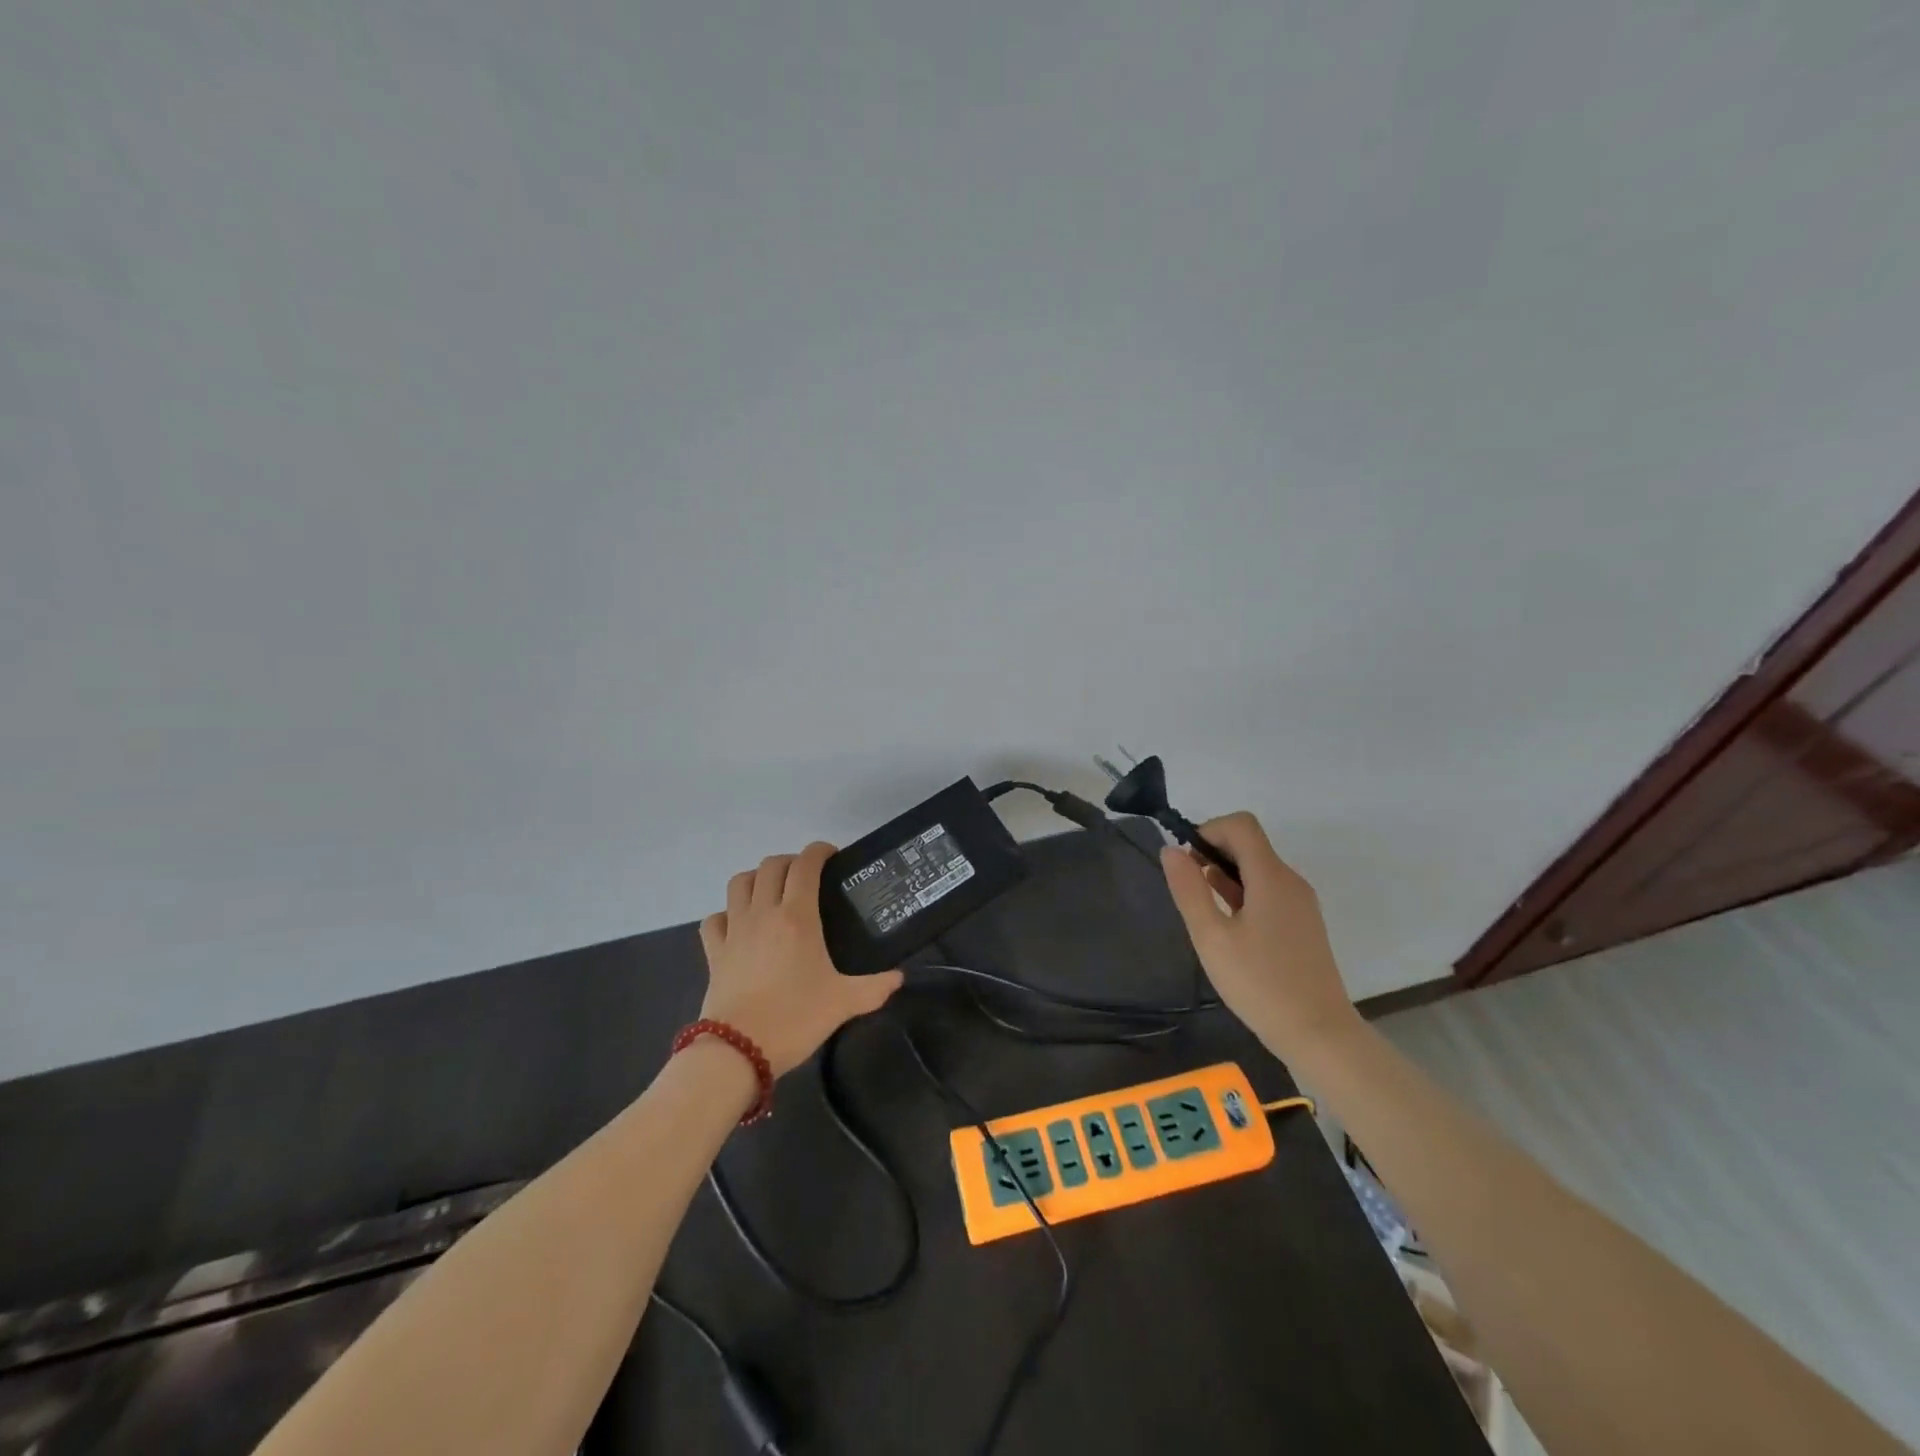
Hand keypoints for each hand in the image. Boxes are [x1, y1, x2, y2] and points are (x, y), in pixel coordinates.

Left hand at [698, 841, 903, 1075]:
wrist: (738, 1051)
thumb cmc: (795, 1018)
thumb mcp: (845, 1003)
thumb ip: (876, 987)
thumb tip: (898, 976)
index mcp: (797, 917)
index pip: (805, 864)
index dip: (819, 851)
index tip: (833, 856)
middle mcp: (764, 913)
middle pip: (771, 866)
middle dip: (790, 862)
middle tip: (807, 877)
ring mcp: (734, 930)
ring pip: (739, 883)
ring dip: (756, 879)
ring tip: (772, 892)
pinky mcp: (713, 951)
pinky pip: (715, 919)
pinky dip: (727, 914)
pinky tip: (739, 926)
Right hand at [1158, 812, 1359, 1064]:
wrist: (1319, 1034)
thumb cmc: (1260, 984)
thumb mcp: (1211, 937)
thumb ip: (1189, 889)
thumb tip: (1171, 849)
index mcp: (1271, 877)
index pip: (1240, 825)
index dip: (1208, 830)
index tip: (1186, 862)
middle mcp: (1291, 881)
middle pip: (1249, 843)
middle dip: (1213, 852)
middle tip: (1188, 888)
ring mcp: (1301, 903)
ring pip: (1258, 868)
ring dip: (1226, 875)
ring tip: (1203, 911)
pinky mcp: (1303, 924)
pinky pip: (1269, 890)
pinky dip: (1243, 893)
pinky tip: (1227, 926)